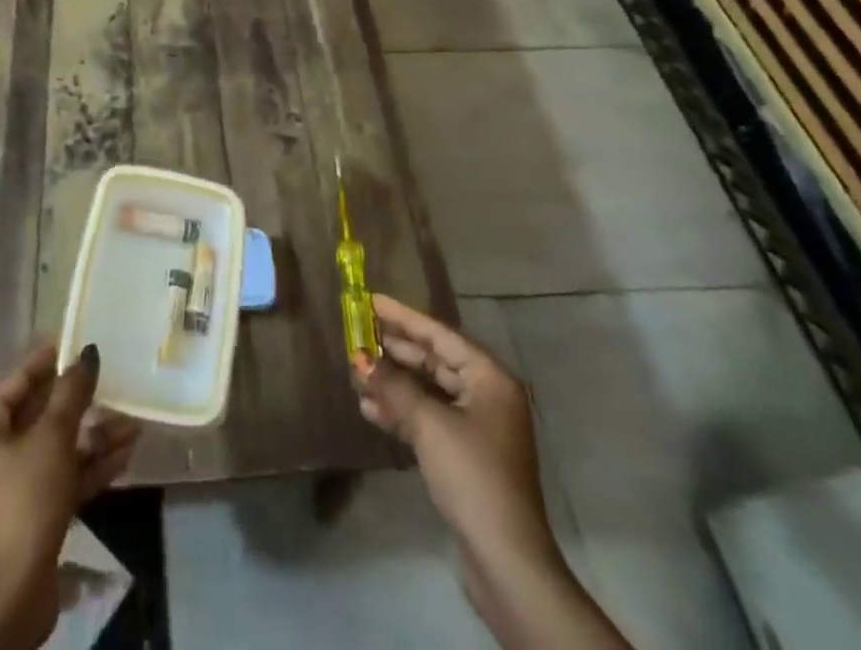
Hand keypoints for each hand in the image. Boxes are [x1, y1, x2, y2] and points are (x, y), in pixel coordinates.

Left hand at [0, 343, 138, 648]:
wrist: (8, 596)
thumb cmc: (23, 499)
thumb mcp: (52, 438)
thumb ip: (72, 393)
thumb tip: (88, 354)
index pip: (18, 382)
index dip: (48, 361)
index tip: (76, 341)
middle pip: (40, 416)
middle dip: (82, 405)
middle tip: (114, 382)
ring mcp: (9, 487)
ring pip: (56, 449)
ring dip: (94, 438)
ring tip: (133, 423)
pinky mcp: (29, 516)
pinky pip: (60, 478)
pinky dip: (89, 467)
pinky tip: (125, 455)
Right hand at [351, 298, 630, 649]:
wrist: (504, 559)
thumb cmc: (472, 475)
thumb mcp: (428, 423)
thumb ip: (393, 385)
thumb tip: (359, 358)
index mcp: (489, 378)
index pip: (440, 334)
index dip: (403, 317)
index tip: (370, 301)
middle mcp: (487, 395)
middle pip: (433, 360)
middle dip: (394, 351)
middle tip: (357, 334)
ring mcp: (478, 426)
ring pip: (428, 390)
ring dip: (393, 383)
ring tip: (356, 374)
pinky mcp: (466, 454)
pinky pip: (429, 417)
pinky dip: (401, 411)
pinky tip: (370, 409)